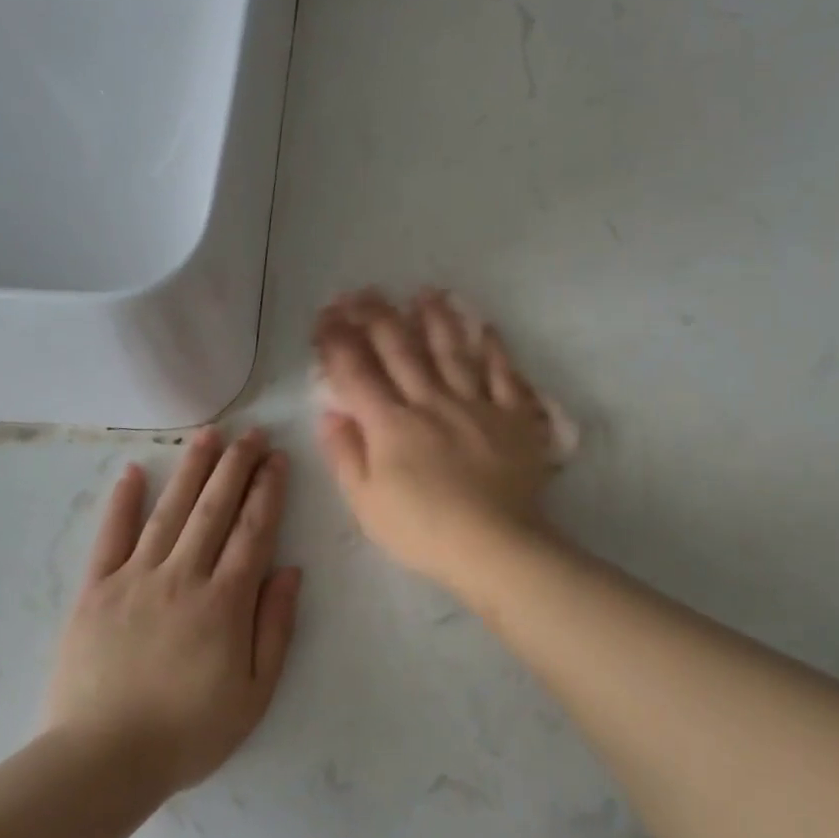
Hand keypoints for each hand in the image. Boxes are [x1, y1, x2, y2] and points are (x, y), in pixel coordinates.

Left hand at [45, 429, 300, 795]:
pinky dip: (122, 501)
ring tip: (208, 435)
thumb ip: (275, 627)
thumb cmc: (188, 733)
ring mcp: (135, 579)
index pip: (253, 531)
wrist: (102, 762)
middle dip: (237, 466)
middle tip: (253, 433)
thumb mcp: (254, 694)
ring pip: (169, 511)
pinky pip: (110, 536)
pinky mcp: (95, 590)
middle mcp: (182, 577)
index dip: (268, 490)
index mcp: (224, 602)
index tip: (278, 459)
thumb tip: (291, 571)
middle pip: (214, 509)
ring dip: (191, 469)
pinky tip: (133, 471)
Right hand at [313, 289, 558, 588]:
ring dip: (436, 319)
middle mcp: (431, 402)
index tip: (326, 315)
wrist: (494, 546)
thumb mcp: (366, 503)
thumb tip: (331, 413)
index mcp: (391, 424)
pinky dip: (494, 350)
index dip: (337, 340)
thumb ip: (346, 454)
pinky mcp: (512, 416)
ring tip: (425, 293)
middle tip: (364, 291)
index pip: (356, 372)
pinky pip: (504, 374)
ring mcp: (475, 404)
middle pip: (401, 350)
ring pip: (452, 351)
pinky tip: (486, 328)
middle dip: (377, 316)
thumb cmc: (422, 531)